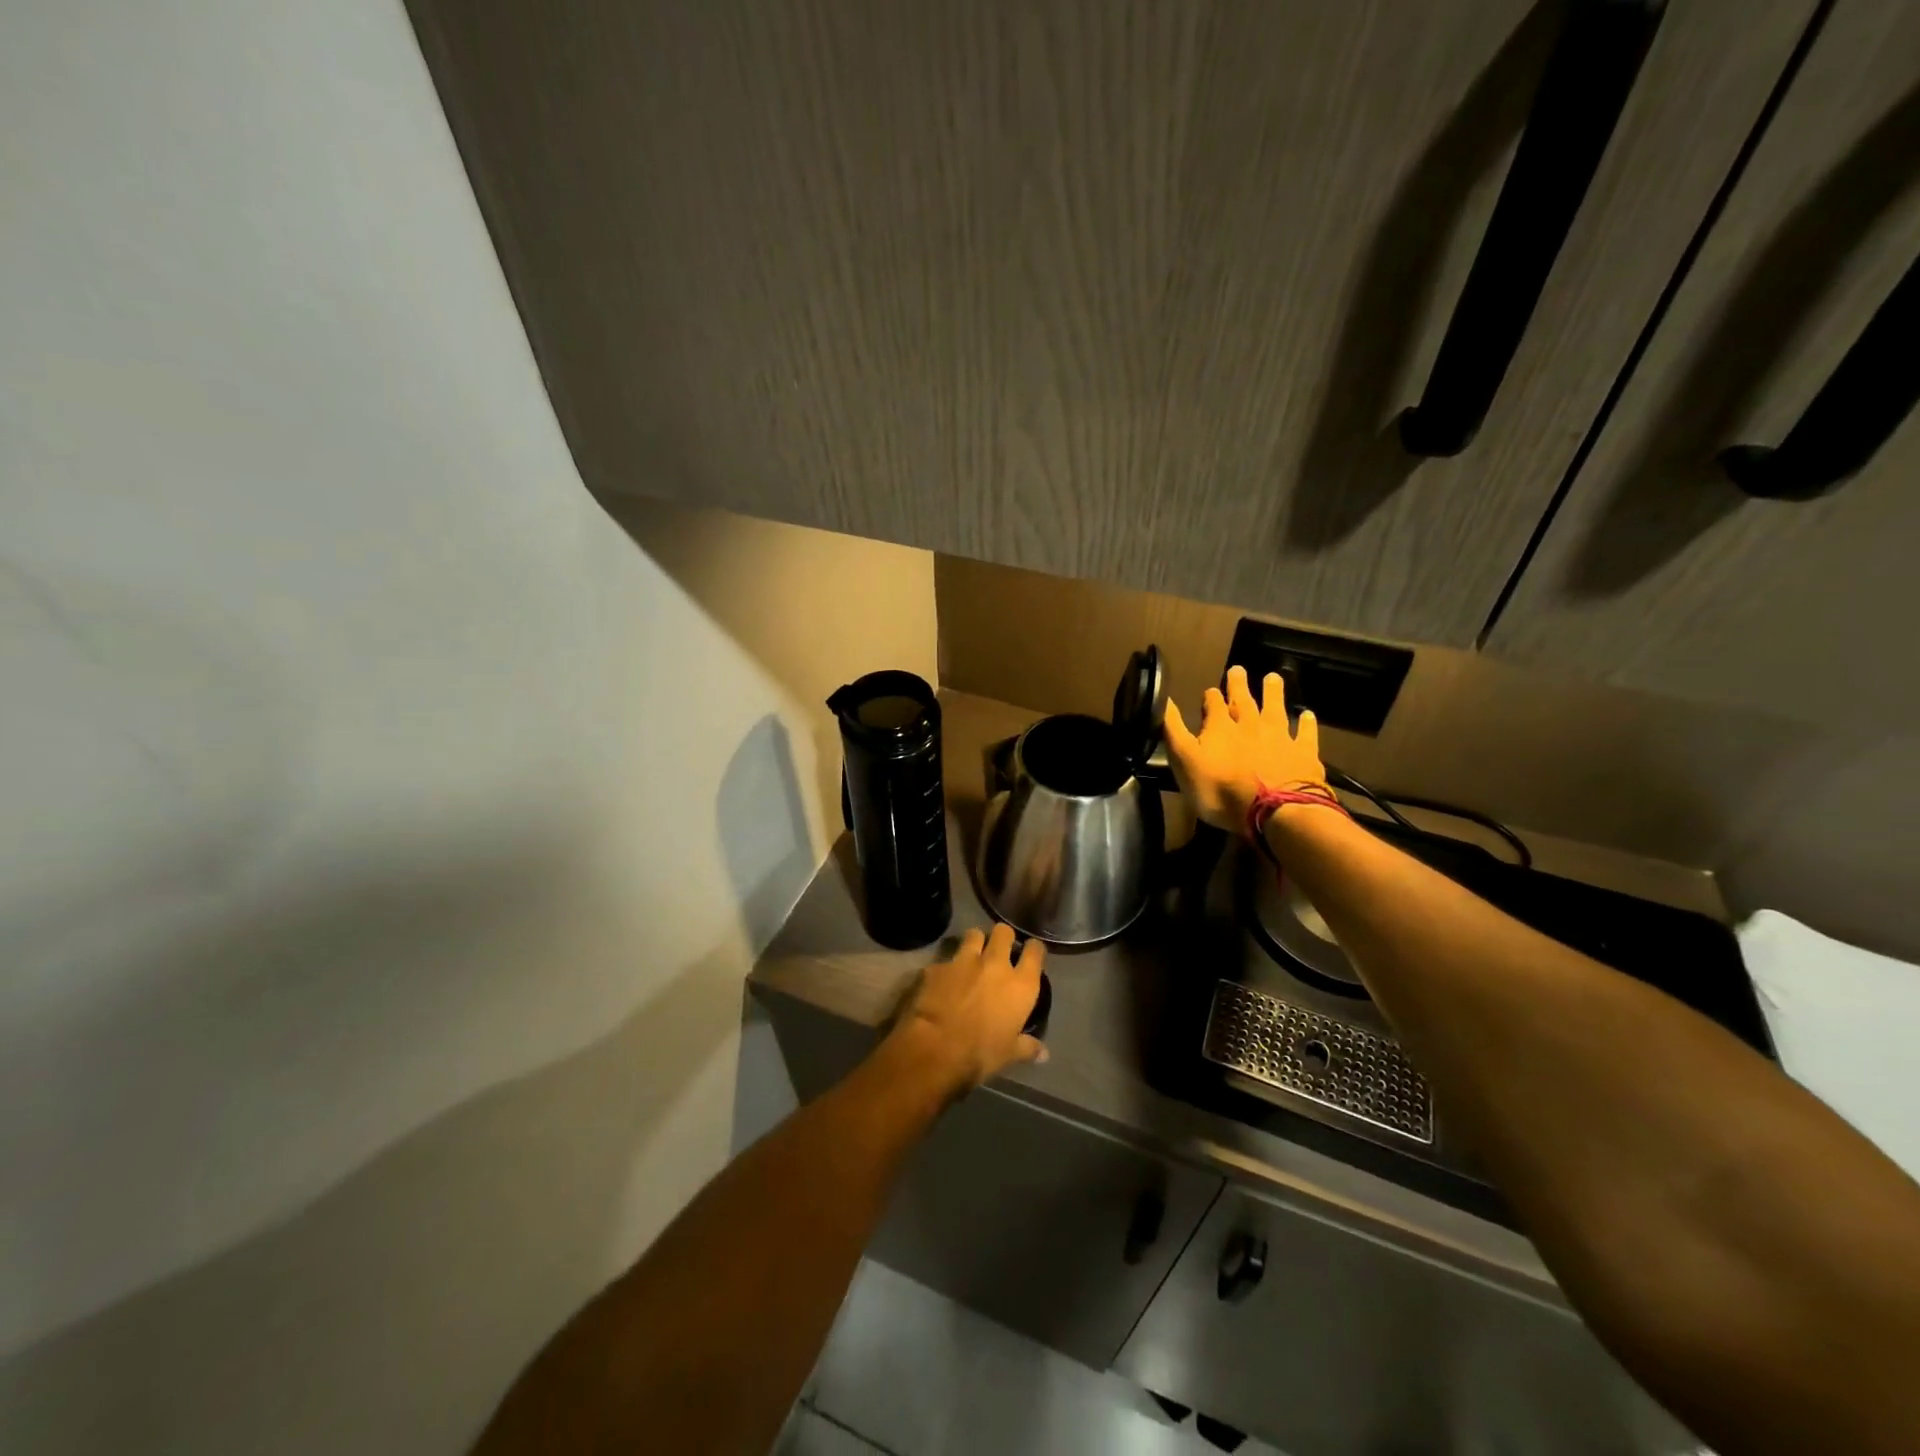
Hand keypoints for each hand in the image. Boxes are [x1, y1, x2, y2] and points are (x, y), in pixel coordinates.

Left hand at [889, 922, 1046, 1093]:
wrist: (935, 1048)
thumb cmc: (981, 1053)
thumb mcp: (1009, 1054)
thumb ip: (1027, 1047)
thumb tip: (1044, 1053)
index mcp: (1020, 985)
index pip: (1035, 950)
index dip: (1033, 949)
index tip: (1030, 954)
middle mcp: (995, 964)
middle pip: (1003, 931)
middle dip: (1002, 937)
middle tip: (999, 951)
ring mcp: (964, 960)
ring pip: (974, 934)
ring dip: (975, 942)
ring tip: (972, 957)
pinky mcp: (937, 966)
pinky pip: (945, 959)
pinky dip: (946, 968)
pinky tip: (942, 982)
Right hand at [1163, 665, 1327, 835]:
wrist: (1274, 811)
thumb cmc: (1221, 790)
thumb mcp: (1184, 761)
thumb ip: (1173, 731)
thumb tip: (1163, 700)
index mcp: (1220, 727)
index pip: (1212, 704)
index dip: (1210, 697)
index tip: (1209, 691)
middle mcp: (1250, 725)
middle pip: (1244, 700)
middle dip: (1239, 685)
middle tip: (1238, 669)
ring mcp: (1279, 738)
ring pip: (1275, 709)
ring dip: (1273, 693)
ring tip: (1272, 678)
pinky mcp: (1303, 754)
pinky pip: (1305, 734)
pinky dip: (1306, 724)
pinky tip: (1307, 715)